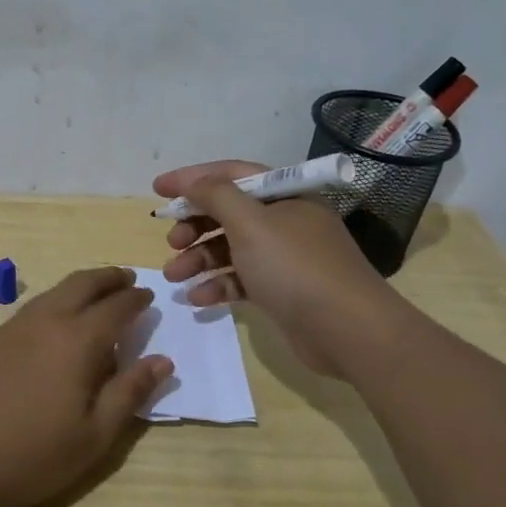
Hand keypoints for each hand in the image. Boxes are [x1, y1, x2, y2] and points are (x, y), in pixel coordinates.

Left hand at [0, 268, 172, 506]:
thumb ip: (130, 393)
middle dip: (108, 277)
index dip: (135, 299)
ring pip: (53, 292)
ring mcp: (11, 328)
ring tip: (95, 295)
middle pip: (81, 284)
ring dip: (80, 286)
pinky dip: (54, 302)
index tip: (149, 296)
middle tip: (126, 278)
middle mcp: (45, 322)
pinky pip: (32, 308)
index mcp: (77, 340)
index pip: (115, 307)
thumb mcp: (95, 435)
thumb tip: (162, 360)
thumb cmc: (33, 455)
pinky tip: (55, 323)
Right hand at [154, 160, 392, 374]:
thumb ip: (216, 196)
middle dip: (195, 225)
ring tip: (174, 276)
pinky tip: (199, 299)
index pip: (231, 175)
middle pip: (229, 213)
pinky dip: (219, 285)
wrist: (348, 330)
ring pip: (232, 248)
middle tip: (171, 241)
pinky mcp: (282, 290)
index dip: (192, 179)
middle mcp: (286, 220)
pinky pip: (242, 279)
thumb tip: (192, 181)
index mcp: (285, 195)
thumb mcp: (251, 223)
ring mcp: (285, 257)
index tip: (157, 189)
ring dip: (200, 259)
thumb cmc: (296, 267)